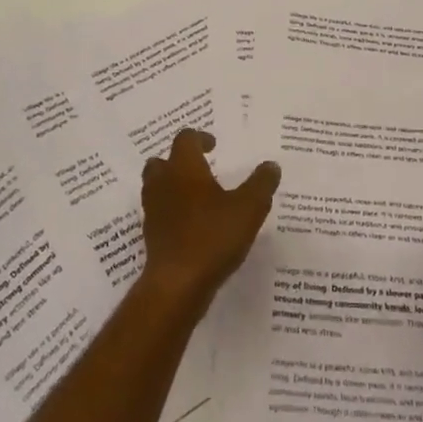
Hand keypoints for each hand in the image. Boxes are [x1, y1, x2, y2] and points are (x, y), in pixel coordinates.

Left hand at [139, 130, 280, 305]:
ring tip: (197, 197)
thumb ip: (261, 184)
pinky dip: (171, 211)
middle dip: (178, 161)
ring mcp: (153, 210)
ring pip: (156, 187)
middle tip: (200, 168)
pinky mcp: (151, 235)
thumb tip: (271, 165)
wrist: (177, 283)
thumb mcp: (249, 208)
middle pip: (162, 161)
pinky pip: (159, 212)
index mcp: (184, 168)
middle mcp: (163, 183)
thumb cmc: (213, 236)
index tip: (214, 145)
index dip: (199, 138)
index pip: (185, 139)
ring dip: (172, 186)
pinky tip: (192, 225)